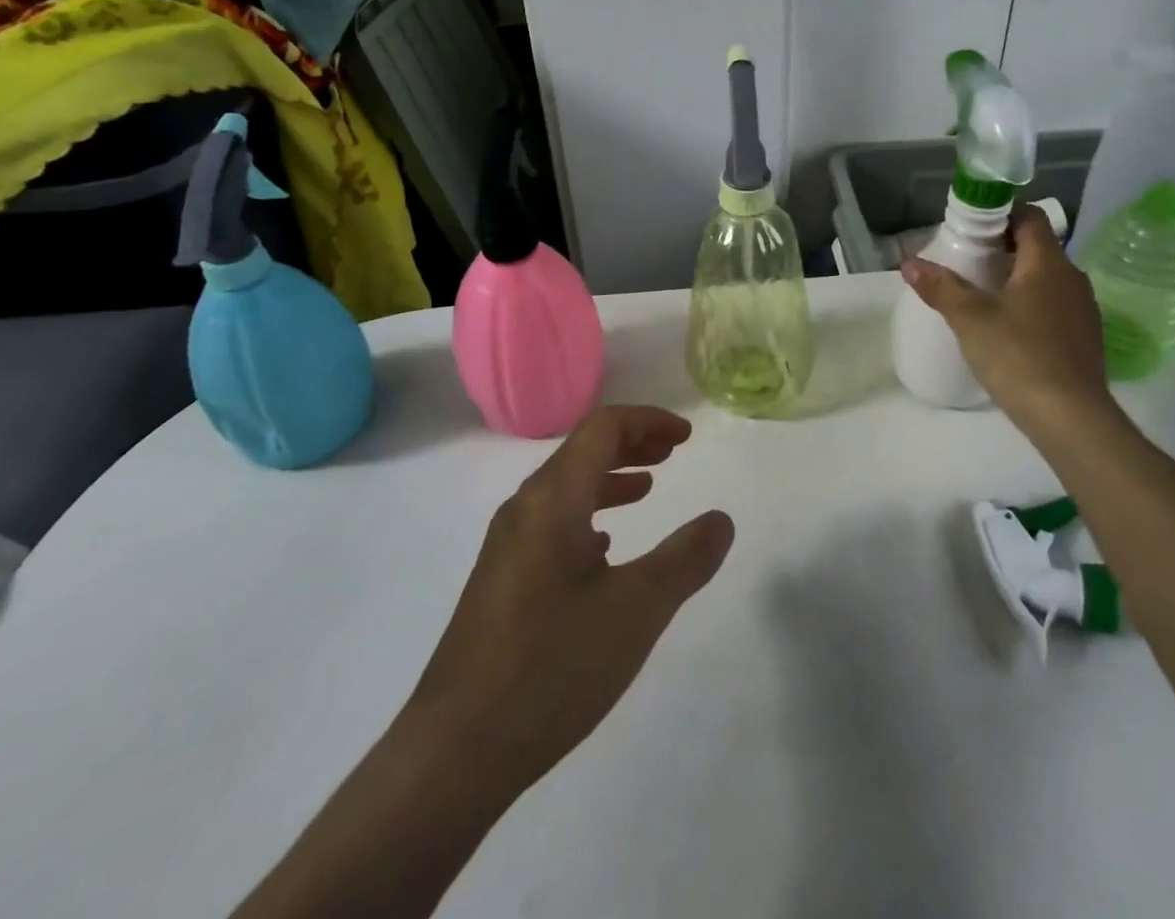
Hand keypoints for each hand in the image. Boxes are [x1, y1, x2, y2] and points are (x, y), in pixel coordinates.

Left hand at [406, 405, 733, 801]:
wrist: (453, 752)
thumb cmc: (551, 667)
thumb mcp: (636, 611)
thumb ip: (685, 559)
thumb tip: (721, 520)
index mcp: (553, 499)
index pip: (602, 428)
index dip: (648, 421)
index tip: (686, 437)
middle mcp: (525, 509)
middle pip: (581, 451)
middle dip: (631, 444)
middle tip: (672, 453)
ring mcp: (506, 546)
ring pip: (565, 489)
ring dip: (609, 479)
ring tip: (646, 490)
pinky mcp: (499, 581)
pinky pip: (550, 523)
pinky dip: (587, 515)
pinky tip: (604, 550)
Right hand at [901, 203, 1115, 435]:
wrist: (1070, 418)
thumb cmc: (1018, 356)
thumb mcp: (970, 319)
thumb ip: (940, 287)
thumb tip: (909, 262)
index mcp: (1047, 263)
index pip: (1031, 217)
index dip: (1003, 213)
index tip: (973, 226)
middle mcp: (1072, 278)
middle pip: (1038, 246)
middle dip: (1004, 246)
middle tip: (968, 258)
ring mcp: (1083, 309)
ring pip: (1048, 277)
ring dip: (1018, 276)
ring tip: (983, 292)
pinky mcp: (1085, 337)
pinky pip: (1055, 304)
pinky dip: (1032, 302)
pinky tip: (1009, 327)